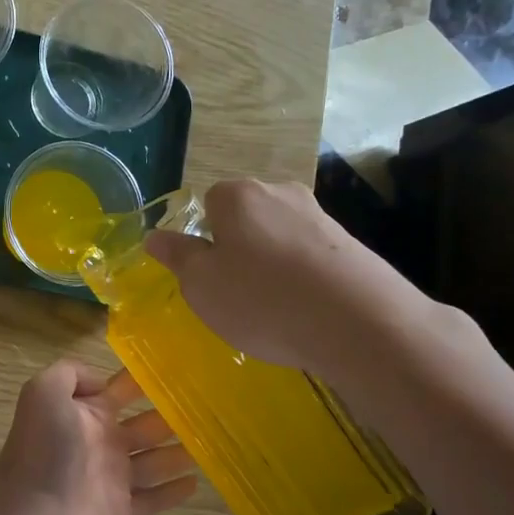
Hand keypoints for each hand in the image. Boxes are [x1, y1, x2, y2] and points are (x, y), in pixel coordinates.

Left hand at [0, 359, 196, 514]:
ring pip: (155, 462)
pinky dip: (173, 492)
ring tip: (210, 444)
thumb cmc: (42, 449)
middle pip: (146, 426)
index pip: (121, 391)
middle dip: (172, 416)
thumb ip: (71, 373)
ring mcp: (113, 479)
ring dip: (180, 452)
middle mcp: (102, 442)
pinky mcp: (121, 512)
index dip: (145, 380)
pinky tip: (196, 483)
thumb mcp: (44, 392)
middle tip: (208, 409)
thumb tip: (102, 382)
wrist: (31, 513)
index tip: (180, 371)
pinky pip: (153, 500)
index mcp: (87, 413)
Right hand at [143, 179, 435, 372]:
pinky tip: (304, 311)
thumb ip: (178, 257)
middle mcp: (280, 192)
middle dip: (238, 248)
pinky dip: (301, 278)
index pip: (208, 202)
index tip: (208, 274)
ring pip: (279, 238)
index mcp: (237, 195)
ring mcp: (320, 216)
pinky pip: (310, 257)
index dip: (204, 238)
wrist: (358, 322)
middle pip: (246, 218)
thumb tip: (155, 235)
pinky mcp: (351, 245)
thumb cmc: (260, 299)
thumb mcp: (201, 285)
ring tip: (272, 308)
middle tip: (235, 293)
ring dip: (271, 265)